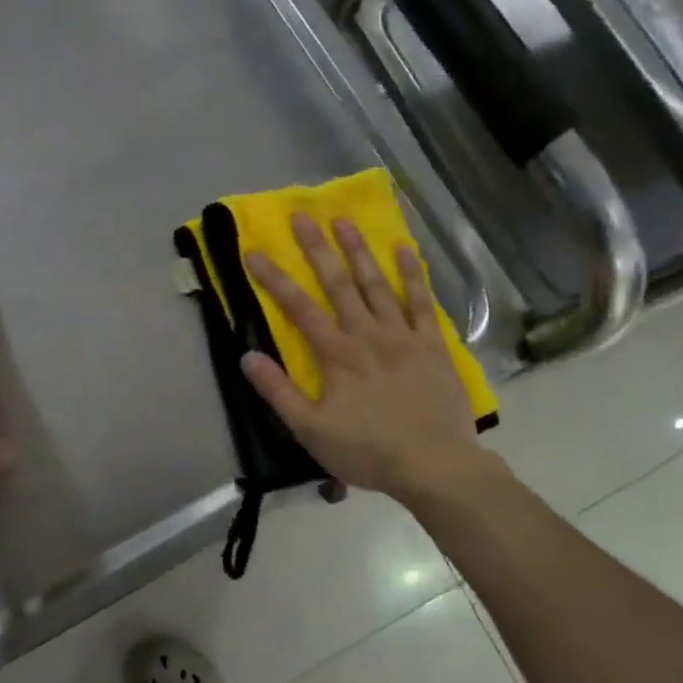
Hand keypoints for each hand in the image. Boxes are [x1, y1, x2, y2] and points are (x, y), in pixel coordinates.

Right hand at [241, 214, 482, 502]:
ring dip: (359, 251)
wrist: (436, 466)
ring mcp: (403, 336)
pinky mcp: (433, 344)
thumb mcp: (311, 430)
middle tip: (302, 216)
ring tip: (344, 221)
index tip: (255, 251)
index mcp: (337, 354)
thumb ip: (278, 392)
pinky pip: (422, 302)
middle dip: (317, 249)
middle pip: (338, 284)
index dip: (275, 279)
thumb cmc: (368, 450)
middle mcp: (368, 334)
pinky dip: (413, 274)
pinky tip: (404, 249)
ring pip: (377, 285)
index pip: (299, 308)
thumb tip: (247, 357)